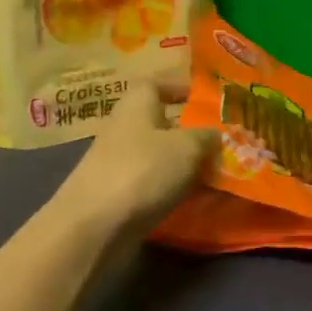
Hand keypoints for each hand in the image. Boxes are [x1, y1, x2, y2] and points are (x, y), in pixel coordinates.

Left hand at [54, 78, 216, 234]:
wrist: (93, 226)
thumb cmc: (143, 170)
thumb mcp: (188, 147)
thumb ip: (206, 137)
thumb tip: (215, 135)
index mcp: (136, 104)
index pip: (155, 84)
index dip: (177, 88)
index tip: (200, 99)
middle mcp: (123, 127)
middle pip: (157, 121)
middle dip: (185, 131)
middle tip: (217, 142)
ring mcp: (116, 162)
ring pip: (155, 154)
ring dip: (180, 163)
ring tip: (211, 174)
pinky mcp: (114, 194)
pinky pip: (148, 182)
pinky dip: (168, 187)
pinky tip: (189, 199)